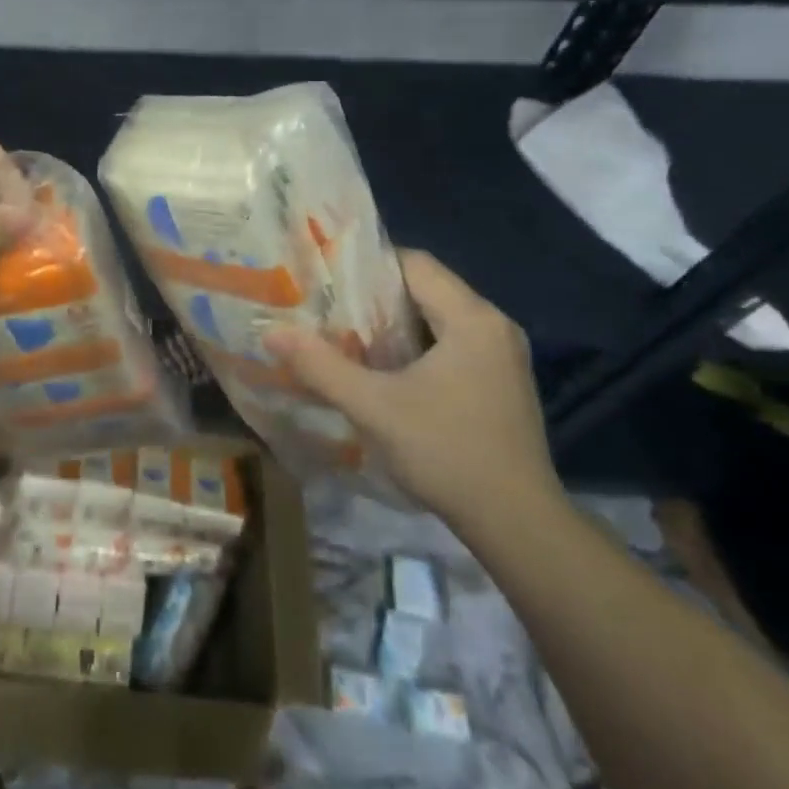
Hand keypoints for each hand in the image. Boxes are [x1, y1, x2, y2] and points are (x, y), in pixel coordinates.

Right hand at [266, 251, 559, 530]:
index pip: (415, 263)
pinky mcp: (500, 385)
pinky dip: (414, 348)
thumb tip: (270, 332)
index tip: (325, 277)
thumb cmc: (447, 452)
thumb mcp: (374, 407)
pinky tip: (383, 370)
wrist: (518, 525)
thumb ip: (320, 366)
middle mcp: (494, 327)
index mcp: (473, 318)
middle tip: (326, 306)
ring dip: (393, 324)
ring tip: (344, 334)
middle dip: (374, 296)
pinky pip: (450, 346)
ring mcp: (502, 358)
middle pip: (426, 289)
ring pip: (437, 320)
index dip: (367, 264)